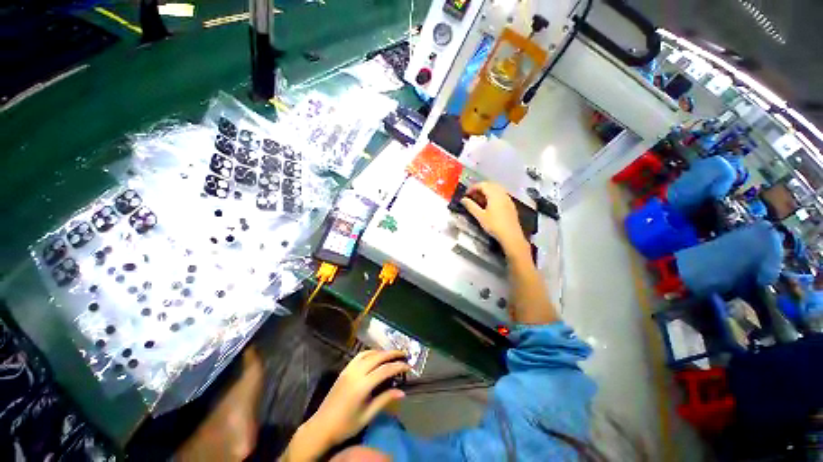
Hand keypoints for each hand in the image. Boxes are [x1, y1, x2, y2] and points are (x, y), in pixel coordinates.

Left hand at [289, 351, 408, 458]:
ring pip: (364, 355)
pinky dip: (368, 355)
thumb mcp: (368, 415)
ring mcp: (345, 373)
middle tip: (405, 355)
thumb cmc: (347, 425)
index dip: (398, 367)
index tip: (410, 367)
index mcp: (361, 386)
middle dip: (390, 354)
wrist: (322, 426)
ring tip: (392, 355)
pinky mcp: (341, 375)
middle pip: (374, 358)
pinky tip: (375, 360)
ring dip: (379, 352)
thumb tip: (402, 392)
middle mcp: (353, 375)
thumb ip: (384, 400)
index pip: (384, 370)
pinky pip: (356, 359)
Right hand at [460, 182, 528, 254]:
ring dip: (487, 192)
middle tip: (473, 196)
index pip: (482, 185)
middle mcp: (502, 193)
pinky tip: (491, 205)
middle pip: (490, 185)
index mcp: (494, 194)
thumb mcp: (480, 216)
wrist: (511, 235)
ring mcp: (508, 198)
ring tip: (480, 200)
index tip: (466, 194)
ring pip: (496, 189)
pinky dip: (494, 196)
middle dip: (480, 188)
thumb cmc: (494, 225)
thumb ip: (471, 206)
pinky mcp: (511, 205)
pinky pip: (501, 195)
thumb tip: (463, 199)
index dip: (473, 188)